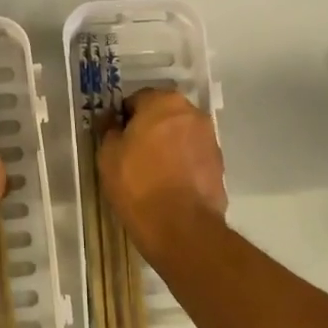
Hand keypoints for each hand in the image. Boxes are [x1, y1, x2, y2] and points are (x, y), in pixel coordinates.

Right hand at [96, 89, 226, 259]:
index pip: (137, 99)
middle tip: (132, 153)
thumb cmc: (138, 184)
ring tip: (152, 172)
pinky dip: (182, 163)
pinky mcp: (220, 165)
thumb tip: (112, 121)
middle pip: (163, 114)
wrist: (181, 228)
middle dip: (149, 128)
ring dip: (167, 145)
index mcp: (164, 102)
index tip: (115, 137)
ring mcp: (210, 139)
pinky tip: (170, 184)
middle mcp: (192, 113)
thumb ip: (109, 130)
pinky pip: (193, 156)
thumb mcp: (108, 155)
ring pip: (180, 135)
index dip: (123, 117)